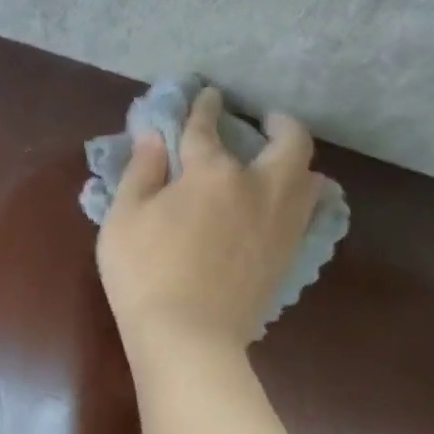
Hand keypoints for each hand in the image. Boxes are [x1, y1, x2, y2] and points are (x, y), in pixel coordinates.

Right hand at [96, 85, 319, 356]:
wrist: (188, 337)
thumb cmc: (144, 275)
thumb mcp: (123, 220)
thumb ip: (141, 174)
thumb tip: (155, 138)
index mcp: (212, 174)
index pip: (207, 130)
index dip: (205, 109)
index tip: (208, 96)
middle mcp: (258, 189)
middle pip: (288, 143)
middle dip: (280, 123)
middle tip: (267, 121)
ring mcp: (280, 225)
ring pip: (309, 179)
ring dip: (298, 162)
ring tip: (282, 164)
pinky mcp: (287, 257)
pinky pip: (307, 216)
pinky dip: (301, 199)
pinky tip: (285, 207)